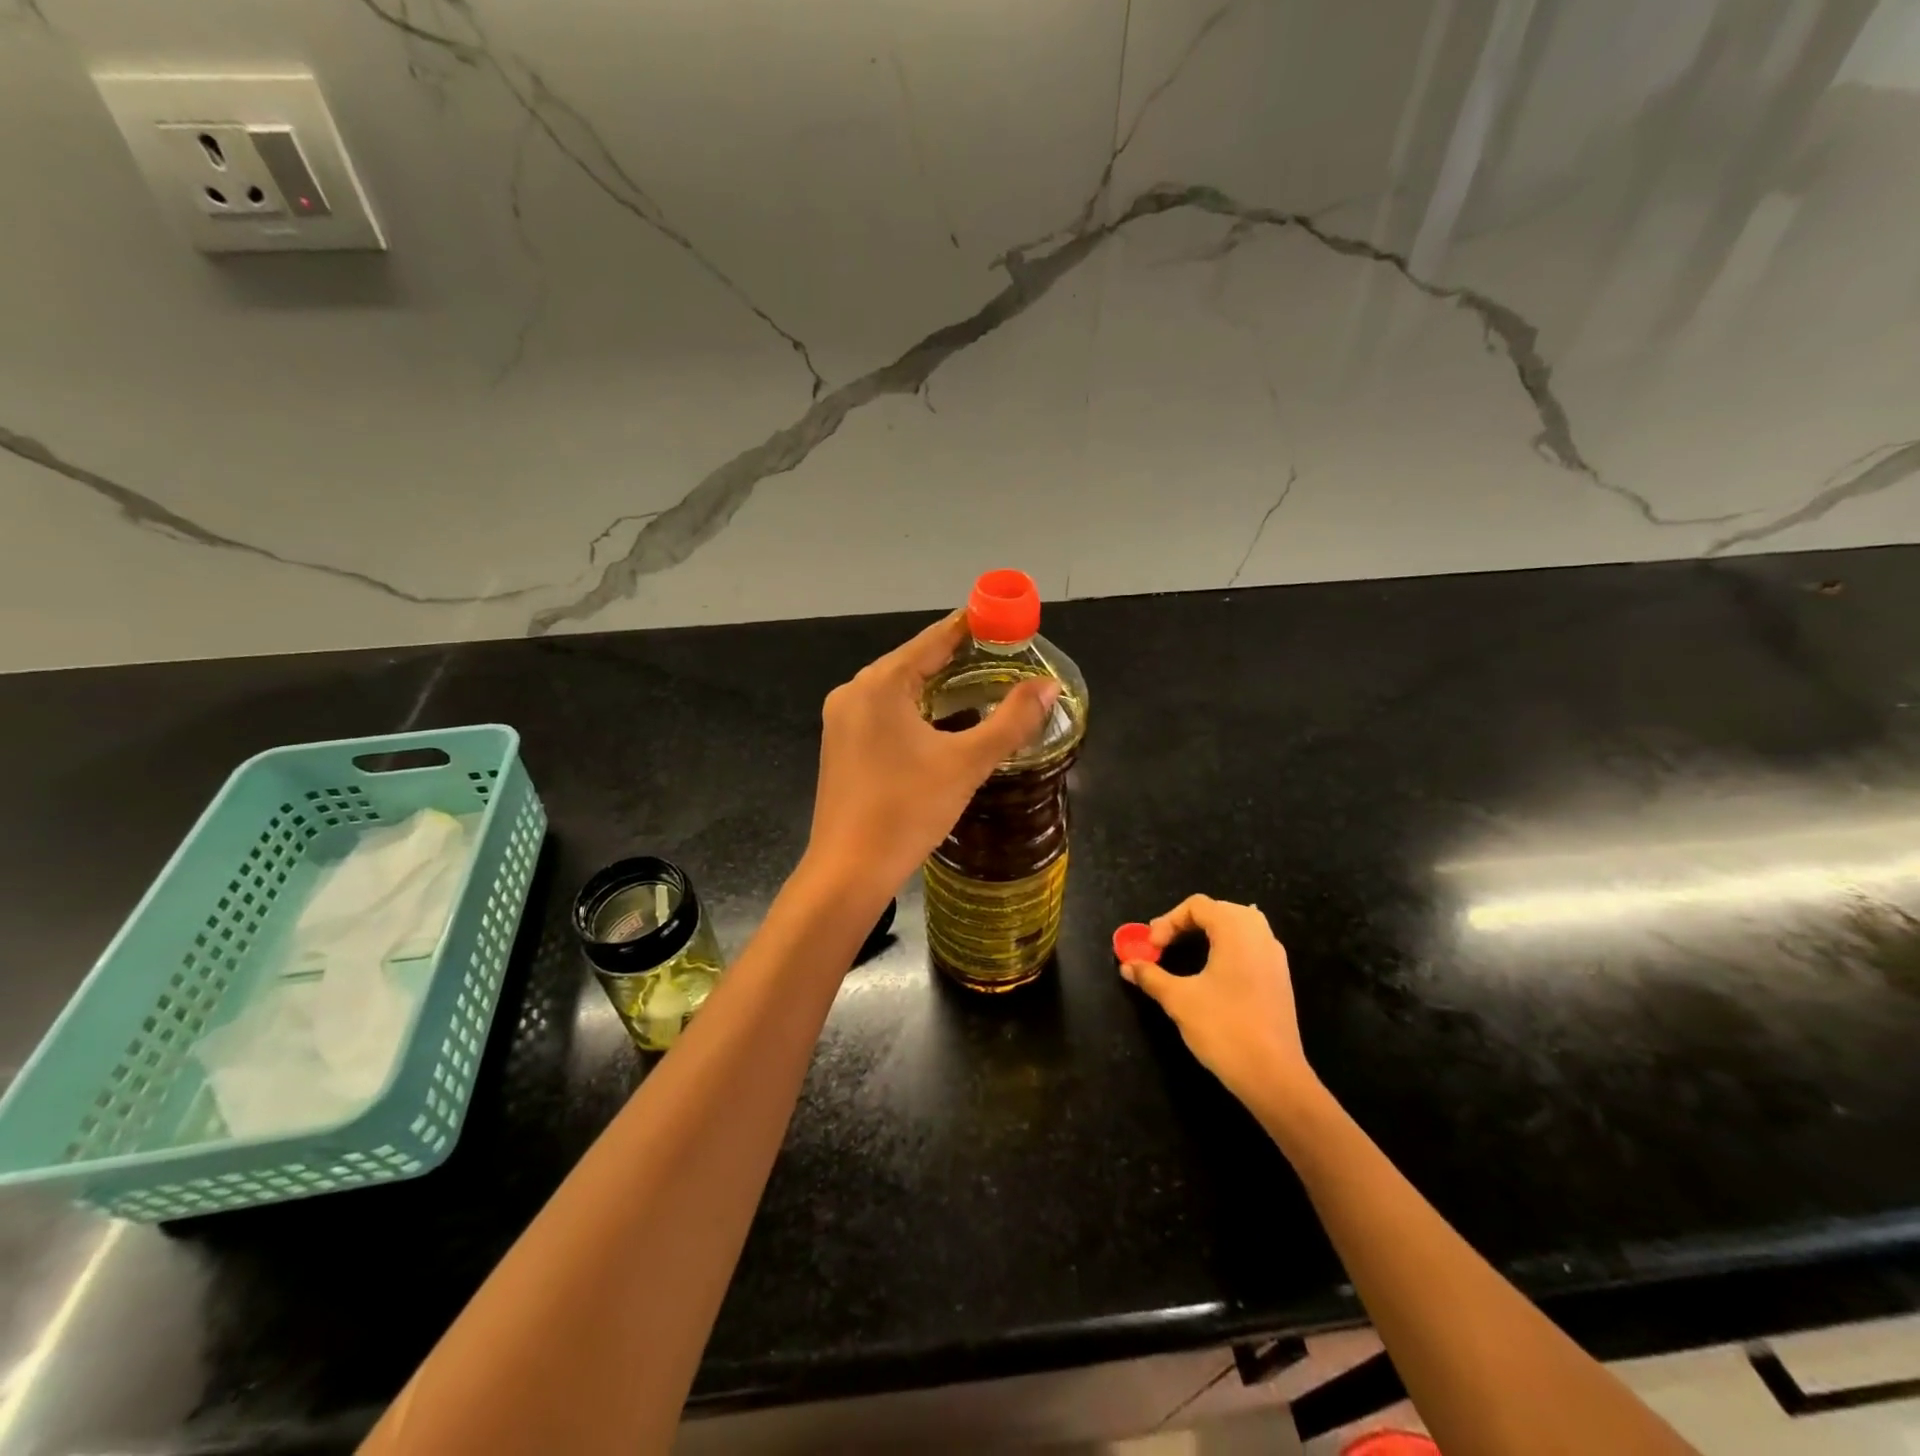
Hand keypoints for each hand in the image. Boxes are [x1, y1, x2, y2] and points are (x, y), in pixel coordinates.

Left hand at [806, 613, 1059, 899]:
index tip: (1003, 619)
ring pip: (898, 689)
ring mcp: (842, 720)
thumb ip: (1011, 721)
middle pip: (913, 661)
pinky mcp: (840, 747)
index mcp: (880, 684)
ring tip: (979, 688)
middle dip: (957, 658)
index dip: (971, 626)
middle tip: (1001, 658)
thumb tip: (1048, 687)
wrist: (848, 871)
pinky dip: (916, 710)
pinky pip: (884, 713)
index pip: (934, 640)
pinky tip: (940, 723)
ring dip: (936, 686)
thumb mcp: (967, 763)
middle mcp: (854, 692)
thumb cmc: (907, 811)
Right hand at [1121, 895, 1318, 1110]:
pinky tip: (1214, 972)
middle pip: (1219, 910)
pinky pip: (1251, 946)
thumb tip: (1127, 965)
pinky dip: (1227, 948)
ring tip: (1186, 953)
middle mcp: (1260, 934)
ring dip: (1209, 933)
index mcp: (1236, 930)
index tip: (1151, 948)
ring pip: (1239, 926)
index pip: (1197, 906)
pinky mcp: (1280, 978)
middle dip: (1187, 923)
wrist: (1274, 1076)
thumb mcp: (1179, 1000)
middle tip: (1163, 946)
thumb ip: (1151, 976)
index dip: (1168, 921)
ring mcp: (1274, 956)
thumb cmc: (1224, 1028)